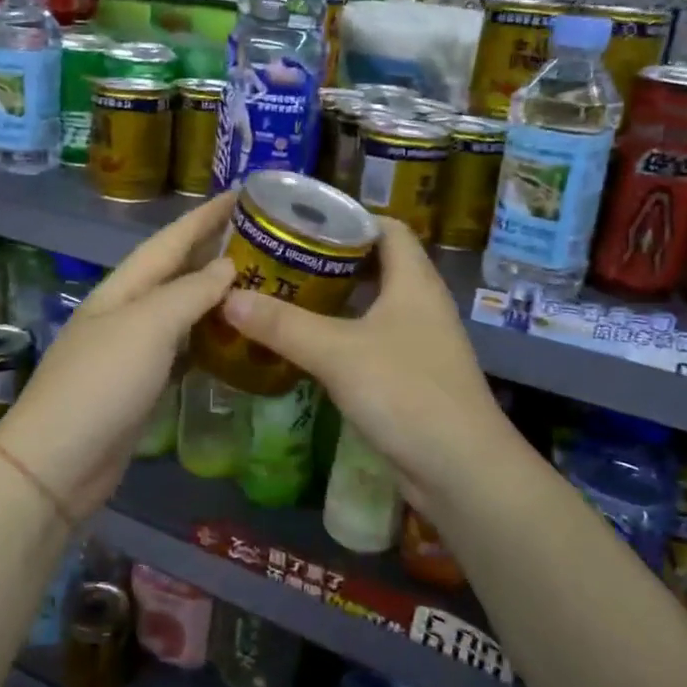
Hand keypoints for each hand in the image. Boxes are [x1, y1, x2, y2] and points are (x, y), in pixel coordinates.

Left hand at [0, 193, 236, 517]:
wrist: (57, 461)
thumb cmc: (101, 384)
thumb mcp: (147, 327)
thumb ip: (189, 293)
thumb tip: (227, 267)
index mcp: (123, 288)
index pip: (171, 240)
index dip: (206, 215)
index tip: (246, 192)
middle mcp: (127, 311)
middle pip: (176, 271)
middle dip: (213, 248)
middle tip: (263, 236)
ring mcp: (132, 350)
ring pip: (181, 310)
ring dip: (215, 293)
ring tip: (259, 281)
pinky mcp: (141, 385)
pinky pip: (182, 348)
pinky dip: (208, 337)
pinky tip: (231, 338)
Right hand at [219, 218, 509, 505]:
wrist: (460, 470)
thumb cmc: (405, 393)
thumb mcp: (338, 353)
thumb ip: (283, 325)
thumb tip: (227, 297)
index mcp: (414, 282)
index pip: (388, 228)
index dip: (349, 217)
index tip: (303, 220)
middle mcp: (420, 304)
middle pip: (377, 264)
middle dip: (331, 257)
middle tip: (282, 256)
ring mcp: (418, 342)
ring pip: (372, 305)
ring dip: (334, 298)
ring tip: (285, 293)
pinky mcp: (410, 376)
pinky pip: (370, 340)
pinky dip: (340, 334)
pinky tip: (307, 344)